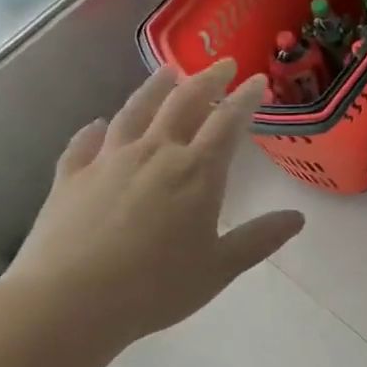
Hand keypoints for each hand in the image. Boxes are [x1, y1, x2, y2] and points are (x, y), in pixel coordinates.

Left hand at [1, 59, 304, 350]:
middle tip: (222, 64)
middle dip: (207, 79)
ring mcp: (108, 161)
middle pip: (183, 103)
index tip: (257, 80)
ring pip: (135, 111)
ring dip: (155, 87)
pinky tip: (98, 124)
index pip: (228, 122)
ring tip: (168, 71)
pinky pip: (85, 143)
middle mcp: (154, 153)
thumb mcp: (220, 268)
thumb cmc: (155, 287)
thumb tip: (298, 218)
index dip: (245, 98)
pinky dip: (94, 129)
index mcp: (197, 172)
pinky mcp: (70, 177)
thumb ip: (259, 239)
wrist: (68, 303)